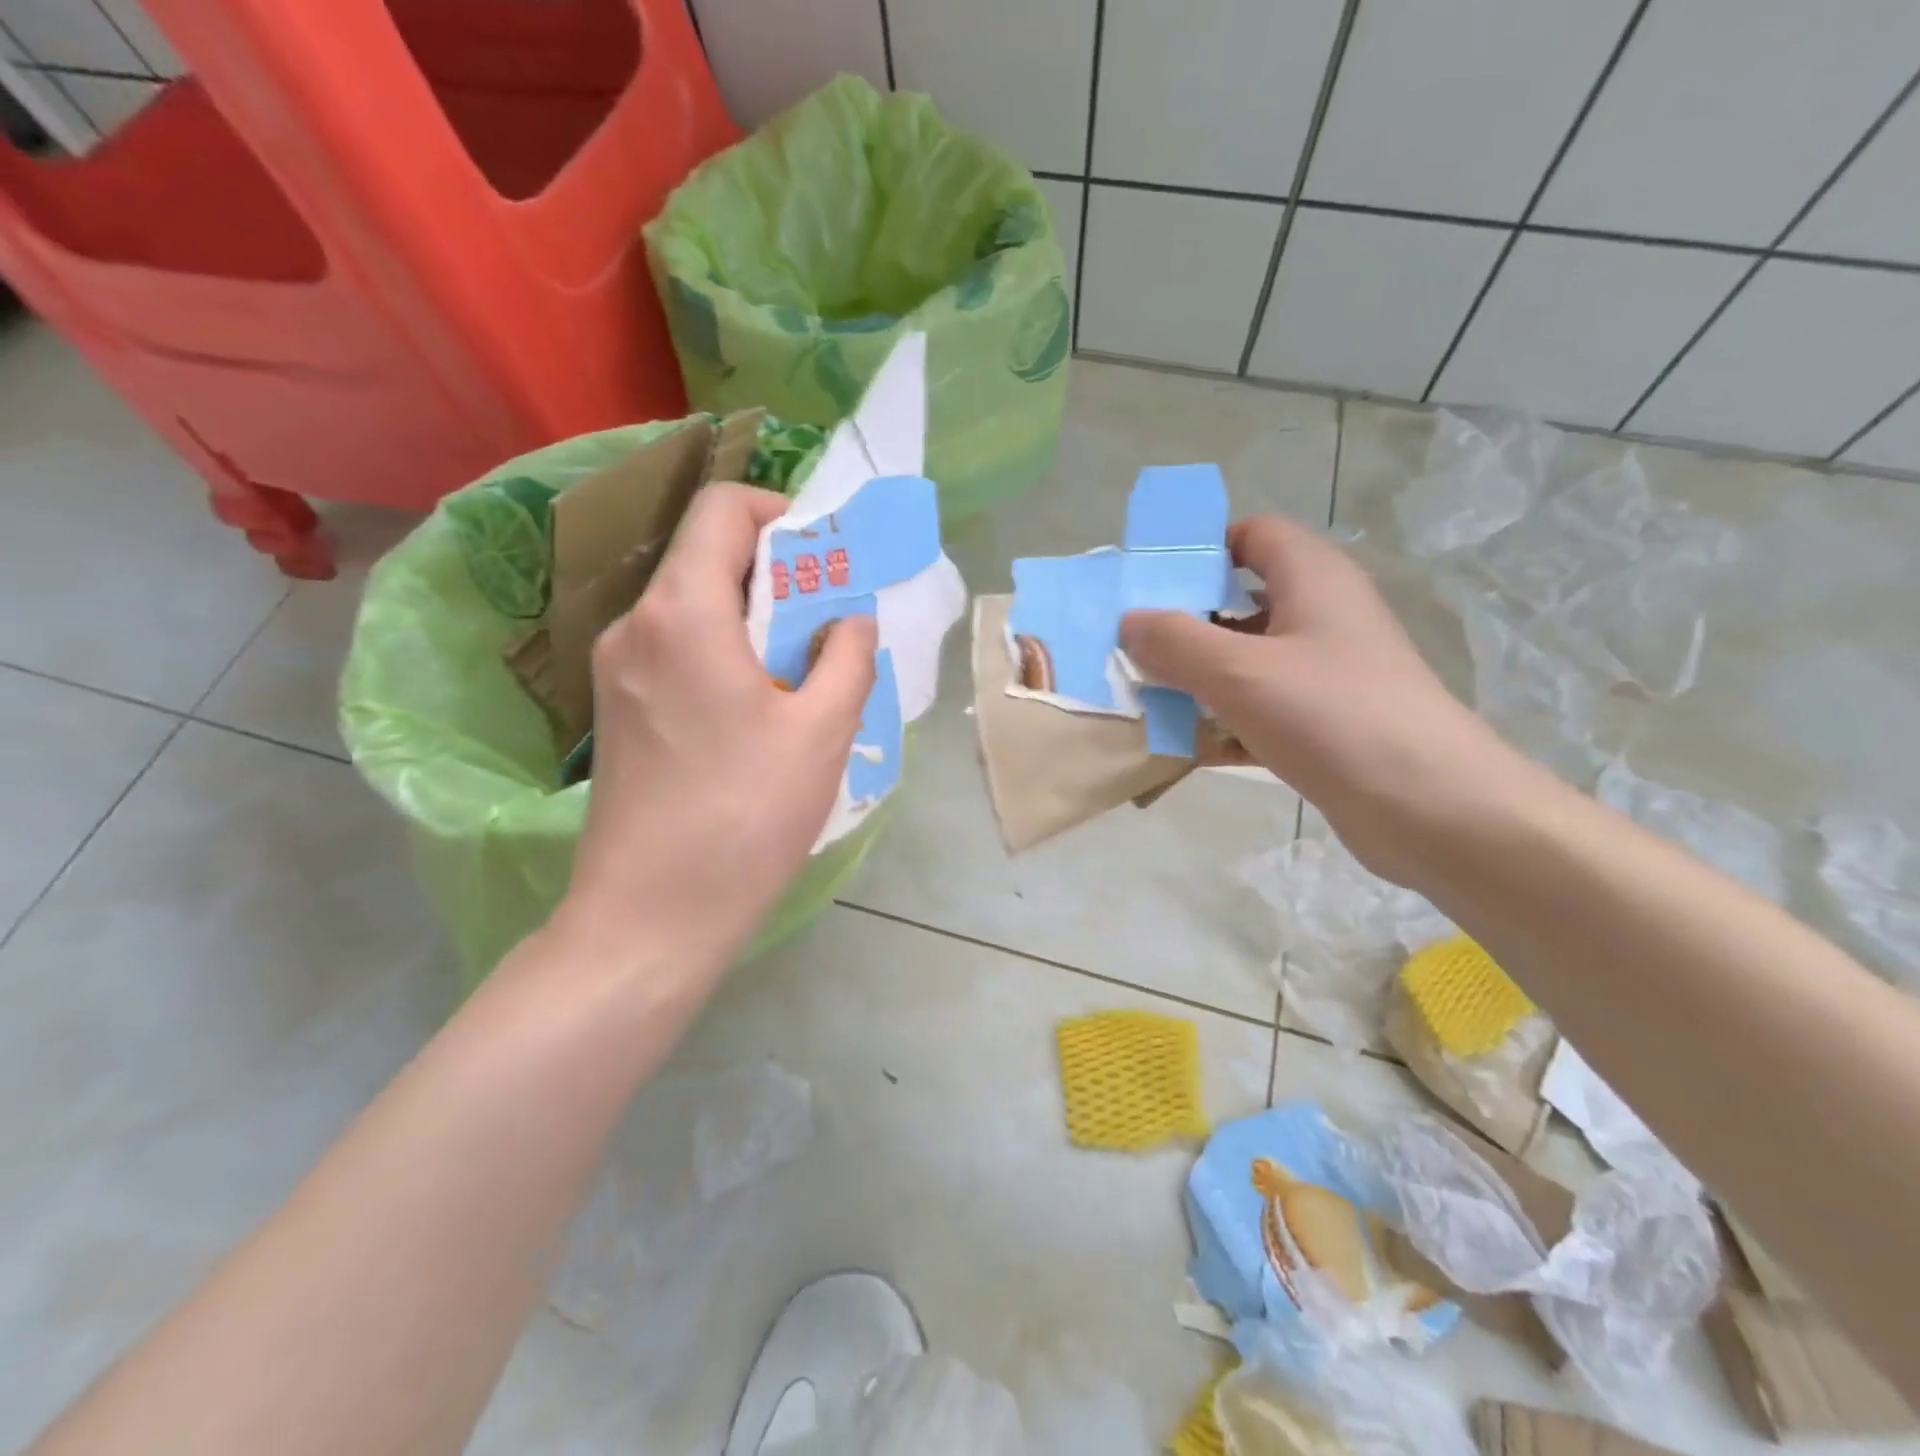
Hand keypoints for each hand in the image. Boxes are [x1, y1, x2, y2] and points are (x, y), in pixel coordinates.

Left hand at [559, 483, 875, 972]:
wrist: (650, 917)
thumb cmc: (744, 816)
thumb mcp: (821, 732)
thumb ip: (847, 657)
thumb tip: (849, 621)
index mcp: (683, 613)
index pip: (722, 510)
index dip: (780, 514)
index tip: (826, 558)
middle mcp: (635, 626)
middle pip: (708, 560)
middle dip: (777, 576)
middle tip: (830, 624)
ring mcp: (616, 671)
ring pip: (694, 611)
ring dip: (753, 622)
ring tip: (803, 675)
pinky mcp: (616, 711)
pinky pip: (677, 653)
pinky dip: (724, 656)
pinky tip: (759, 712)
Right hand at [1120, 514, 1512, 882]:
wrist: (1430, 808)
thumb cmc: (1333, 717)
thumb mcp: (1240, 672)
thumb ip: (1175, 641)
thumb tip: (1129, 621)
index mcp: (1313, 579)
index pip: (1253, 534)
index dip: (1201, 547)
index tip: (1150, 581)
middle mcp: (1322, 616)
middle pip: (1242, 600)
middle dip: (1185, 621)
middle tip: (1133, 645)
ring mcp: (1326, 673)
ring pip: (1247, 660)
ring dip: (1198, 676)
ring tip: (1145, 695)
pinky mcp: (1325, 723)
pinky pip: (1260, 708)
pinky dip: (1224, 721)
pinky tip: (1184, 745)